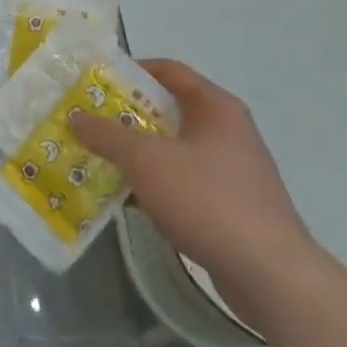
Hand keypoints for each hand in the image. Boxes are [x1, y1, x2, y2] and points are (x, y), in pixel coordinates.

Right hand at [70, 60, 316, 314]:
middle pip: (169, 110)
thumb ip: (107, 135)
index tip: (95, 83)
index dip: (130, 71)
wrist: (271, 275)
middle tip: (89, 123)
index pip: (168, 71)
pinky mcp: (233, 205)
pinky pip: (185, 181)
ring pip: (175, 149)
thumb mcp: (146, 161)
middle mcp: (229, 131)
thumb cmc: (207, 200)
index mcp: (216, 107)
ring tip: (100, 160)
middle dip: (127, 116)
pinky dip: (157, 183)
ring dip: (139, 153)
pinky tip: (129, 199)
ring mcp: (233, 170)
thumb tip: (75, 116)